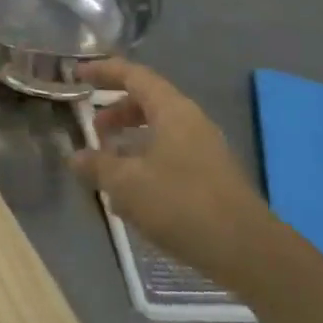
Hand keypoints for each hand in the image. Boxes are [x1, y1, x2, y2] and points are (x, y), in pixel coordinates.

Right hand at [70, 58, 267, 278]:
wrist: (246, 251)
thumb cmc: (181, 204)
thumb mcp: (126, 184)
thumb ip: (97, 165)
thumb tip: (75, 157)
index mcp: (172, 111)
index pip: (134, 75)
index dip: (104, 71)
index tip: (77, 74)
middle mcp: (191, 122)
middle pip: (148, 102)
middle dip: (116, 111)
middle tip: (92, 128)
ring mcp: (204, 151)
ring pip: (159, 132)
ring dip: (130, 141)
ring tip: (105, 164)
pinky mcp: (210, 179)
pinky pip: (169, 157)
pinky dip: (145, 163)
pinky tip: (129, 196)